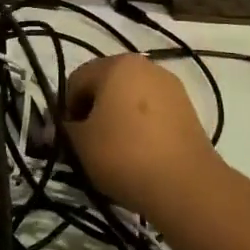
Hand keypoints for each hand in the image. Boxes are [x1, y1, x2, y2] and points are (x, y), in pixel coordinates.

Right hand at [63, 55, 219, 218]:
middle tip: (89, 143)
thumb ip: (63, 129)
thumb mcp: (79, 144)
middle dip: (93, 111)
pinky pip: (152, 112)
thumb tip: (60, 128)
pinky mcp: (188, 109)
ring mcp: (171, 86)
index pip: (76, 81)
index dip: (67, 109)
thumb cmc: (124, 155)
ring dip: (117, 118)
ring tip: (115, 151)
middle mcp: (145, 66)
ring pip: (130, 98)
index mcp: (116, 64)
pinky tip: (139, 153)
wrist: (186, 185)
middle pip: (105, 85)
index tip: (69, 138)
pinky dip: (141, 127)